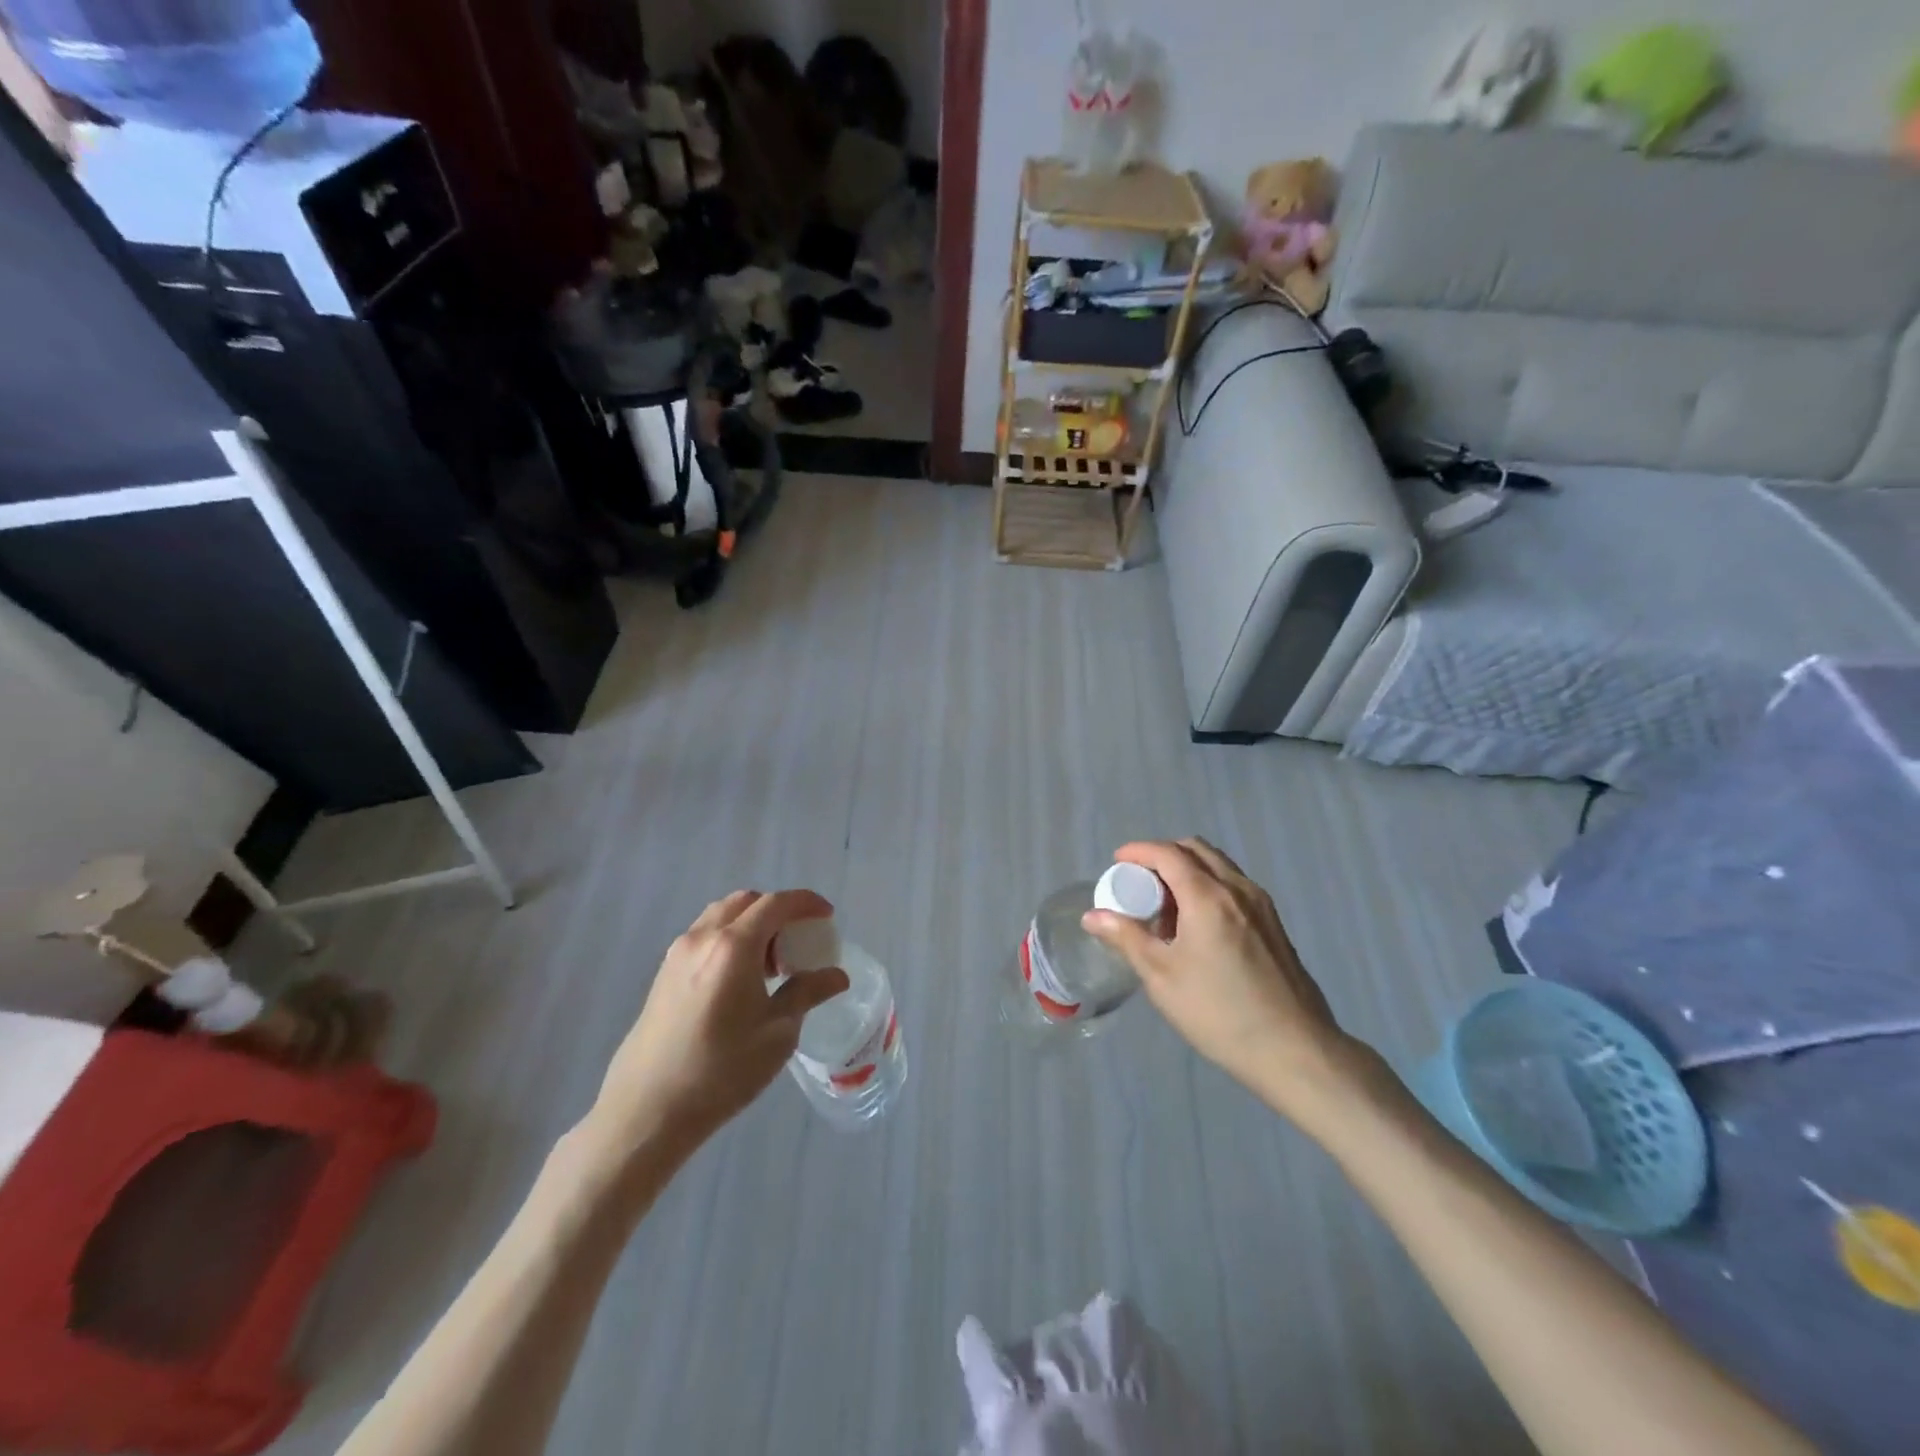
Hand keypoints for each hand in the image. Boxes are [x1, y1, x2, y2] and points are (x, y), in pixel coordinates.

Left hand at [587, 890, 849, 1155]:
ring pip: (721, 916)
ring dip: (751, 924)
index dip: (806, 903)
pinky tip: (740, 979)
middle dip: (777, 910)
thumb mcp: (777, 1033)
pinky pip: (705, 936)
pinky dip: (730, 938)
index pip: (776, 904)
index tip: (827, 916)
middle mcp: (703, 937)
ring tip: (770, 963)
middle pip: (746, 901)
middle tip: (798, 939)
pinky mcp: (664, 973)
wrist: (647, 1111)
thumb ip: (807, 993)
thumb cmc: (721, 1071)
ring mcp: (678, 953)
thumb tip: (837, 975)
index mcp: (734, 946)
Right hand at [1082, 838, 1361, 1122]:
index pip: (1168, 853)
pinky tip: (1197, 927)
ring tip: (1166, 907)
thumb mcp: (1161, 977)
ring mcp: (1262, 906)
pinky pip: (1234, 887)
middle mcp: (1238, 889)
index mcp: (1208, 896)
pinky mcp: (1274, 925)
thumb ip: (1126, 938)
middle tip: (1140, 882)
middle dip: (1163, 856)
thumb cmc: (1218, 1012)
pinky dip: (1209, 887)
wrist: (1294, 1051)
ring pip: (1219, 866)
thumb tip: (1093, 916)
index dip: (1139, 851)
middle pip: (1196, 850)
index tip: (1117, 862)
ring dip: (1188, 871)